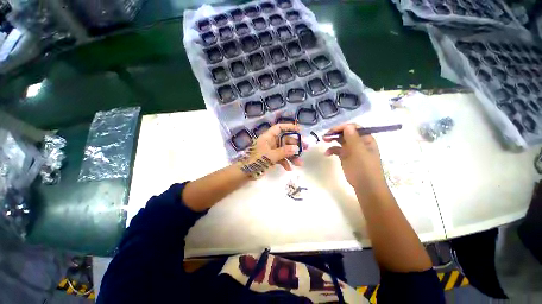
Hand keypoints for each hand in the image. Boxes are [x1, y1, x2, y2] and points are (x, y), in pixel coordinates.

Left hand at [250, 123, 304, 170]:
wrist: (245, 173)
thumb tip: (296, 148)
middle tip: (305, 149)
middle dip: (295, 145)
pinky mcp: (271, 158)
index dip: (289, 127)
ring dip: (292, 156)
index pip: (279, 128)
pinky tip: (289, 169)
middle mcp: (270, 142)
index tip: (300, 130)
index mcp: (268, 137)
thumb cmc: (256, 161)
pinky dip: (285, 162)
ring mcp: (271, 150)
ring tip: (300, 163)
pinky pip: (280, 158)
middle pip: (285, 140)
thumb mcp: (270, 156)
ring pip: (284, 150)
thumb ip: (283, 152)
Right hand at [323, 123, 386, 189]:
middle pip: (345, 133)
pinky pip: (337, 149)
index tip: (332, 131)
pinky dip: (331, 150)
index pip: (353, 128)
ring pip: (340, 140)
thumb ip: (353, 139)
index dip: (342, 127)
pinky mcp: (345, 156)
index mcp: (365, 139)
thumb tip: (347, 126)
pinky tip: (327, 154)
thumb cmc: (364, 168)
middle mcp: (358, 142)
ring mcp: (351, 149)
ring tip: (324, 140)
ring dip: (332, 139)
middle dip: (335, 133)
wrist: (365, 186)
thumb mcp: (359, 152)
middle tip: (325, 136)